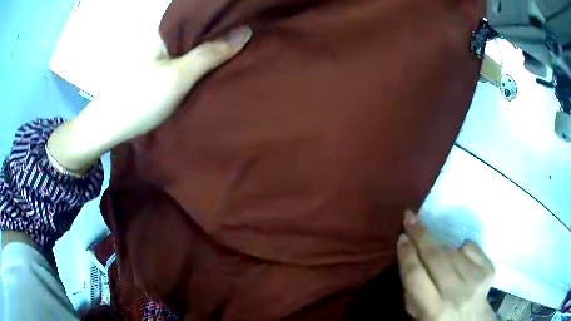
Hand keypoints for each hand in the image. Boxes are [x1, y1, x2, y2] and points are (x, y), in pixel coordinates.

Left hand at [47, 26, 251, 172]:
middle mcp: (162, 38)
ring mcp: (159, 55)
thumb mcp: (178, 76)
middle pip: (198, 30)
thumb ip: (210, 54)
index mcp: (165, 31)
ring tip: (236, 52)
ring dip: (211, 49)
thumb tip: (245, 31)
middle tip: (247, 41)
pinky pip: (184, 60)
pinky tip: (211, 68)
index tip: (248, 24)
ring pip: (192, 45)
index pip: (201, 15)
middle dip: (221, 34)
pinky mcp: (157, 71)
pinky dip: (199, 63)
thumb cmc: (140, 100)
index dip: (226, 18)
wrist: (108, 129)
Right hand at [397, 210, 494, 320]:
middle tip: (410, 217)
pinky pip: (469, 246)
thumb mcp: (419, 314)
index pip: (416, 276)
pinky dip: (460, 249)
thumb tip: (410, 255)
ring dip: (440, 247)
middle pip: (436, 257)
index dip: (407, 254)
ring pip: (452, 250)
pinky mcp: (489, 269)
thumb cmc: (440, 319)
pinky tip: (459, 260)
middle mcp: (457, 293)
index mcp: (434, 310)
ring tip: (436, 253)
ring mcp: (476, 279)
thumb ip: (412, 290)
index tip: (401, 237)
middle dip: (420, 235)